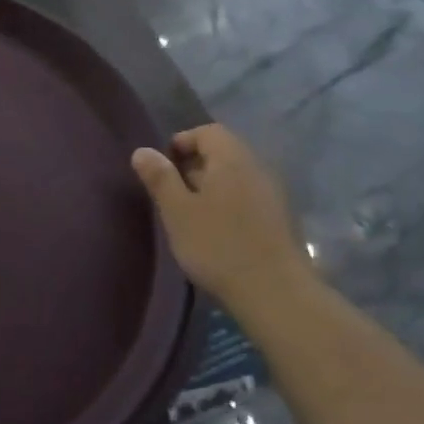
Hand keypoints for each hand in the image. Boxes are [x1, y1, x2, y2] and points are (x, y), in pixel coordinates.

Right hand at [132, 124, 312, 307]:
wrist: (274, 292)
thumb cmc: (217, 245)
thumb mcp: (177, 211)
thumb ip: (160, 178)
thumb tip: (143, 151)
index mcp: (232, 160)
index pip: (208, 131)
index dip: (182, 142)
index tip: (162, 167)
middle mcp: (257, 169)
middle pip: (224, 152)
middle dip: (194, 166)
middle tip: (171, 193)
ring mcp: (273, 194)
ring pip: (236, 176)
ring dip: (210, 186)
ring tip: (189, 213)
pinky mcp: (279, 219)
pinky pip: (248, 196)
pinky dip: (227, 203)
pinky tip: (215, 230)